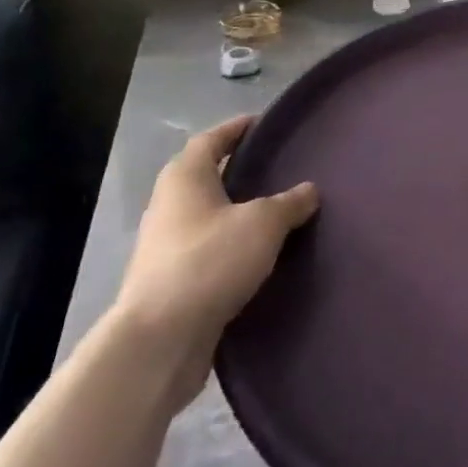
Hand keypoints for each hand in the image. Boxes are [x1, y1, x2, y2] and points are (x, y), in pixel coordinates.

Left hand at [111, 116, 317, 399]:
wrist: (159, 342)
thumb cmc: (209, 262)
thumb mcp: (262, 223)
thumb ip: (289, 203)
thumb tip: (308, 190)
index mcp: (185, 178)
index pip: (212, 139)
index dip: (238, 128)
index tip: (266, 124)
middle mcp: (170, 206)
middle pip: (208, 177)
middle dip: (242, 172)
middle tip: (282, 168)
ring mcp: (167, 247)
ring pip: (210, 217)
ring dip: (239, 214)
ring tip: (281, 214)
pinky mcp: (172, 283)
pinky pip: (210, 252)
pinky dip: (234, 248)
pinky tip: (263, 256)